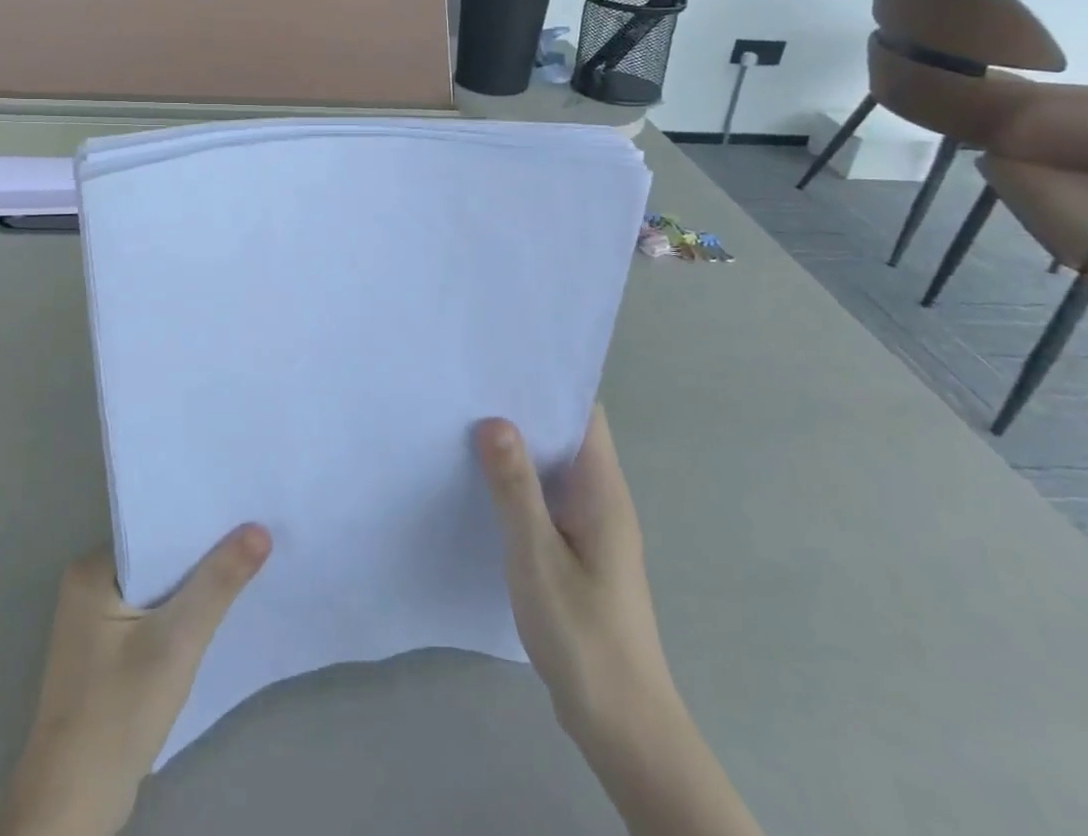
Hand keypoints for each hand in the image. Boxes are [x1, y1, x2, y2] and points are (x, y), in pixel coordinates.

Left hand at [0, 526, 271, 835]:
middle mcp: (88, 585)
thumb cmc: (118, 712)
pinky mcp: (106, 653)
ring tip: (245, 564)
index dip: (200, 520)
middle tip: (255, 532)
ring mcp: (94, 622)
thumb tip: (260, 529)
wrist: (72, 808)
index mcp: (92, 569)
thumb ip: (218, 582)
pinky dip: (180, 613)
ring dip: (194, 585)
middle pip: (158, 556)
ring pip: (157, 586)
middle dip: (202, 552)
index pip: (155, 527)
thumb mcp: (177, 641)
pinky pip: (151, 614)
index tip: (244, 507)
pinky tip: (214, 612)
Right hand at [474, 407, 672, 742]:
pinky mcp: (577, 552)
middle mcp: (601, 499)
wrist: (621, 723)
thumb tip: (494, 420)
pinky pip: (547, 498)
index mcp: (603, 489)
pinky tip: (482, 483)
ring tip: (466, 422)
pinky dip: (519, 483)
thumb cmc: (583, 633)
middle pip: (566, 435)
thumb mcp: (537, 555)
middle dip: (523, 410)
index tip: (503, 363)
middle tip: (470, 387)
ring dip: (518, 448)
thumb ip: (515, 487)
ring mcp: (591, 527)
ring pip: (554, 468)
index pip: (584, 413)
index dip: (548, 383)